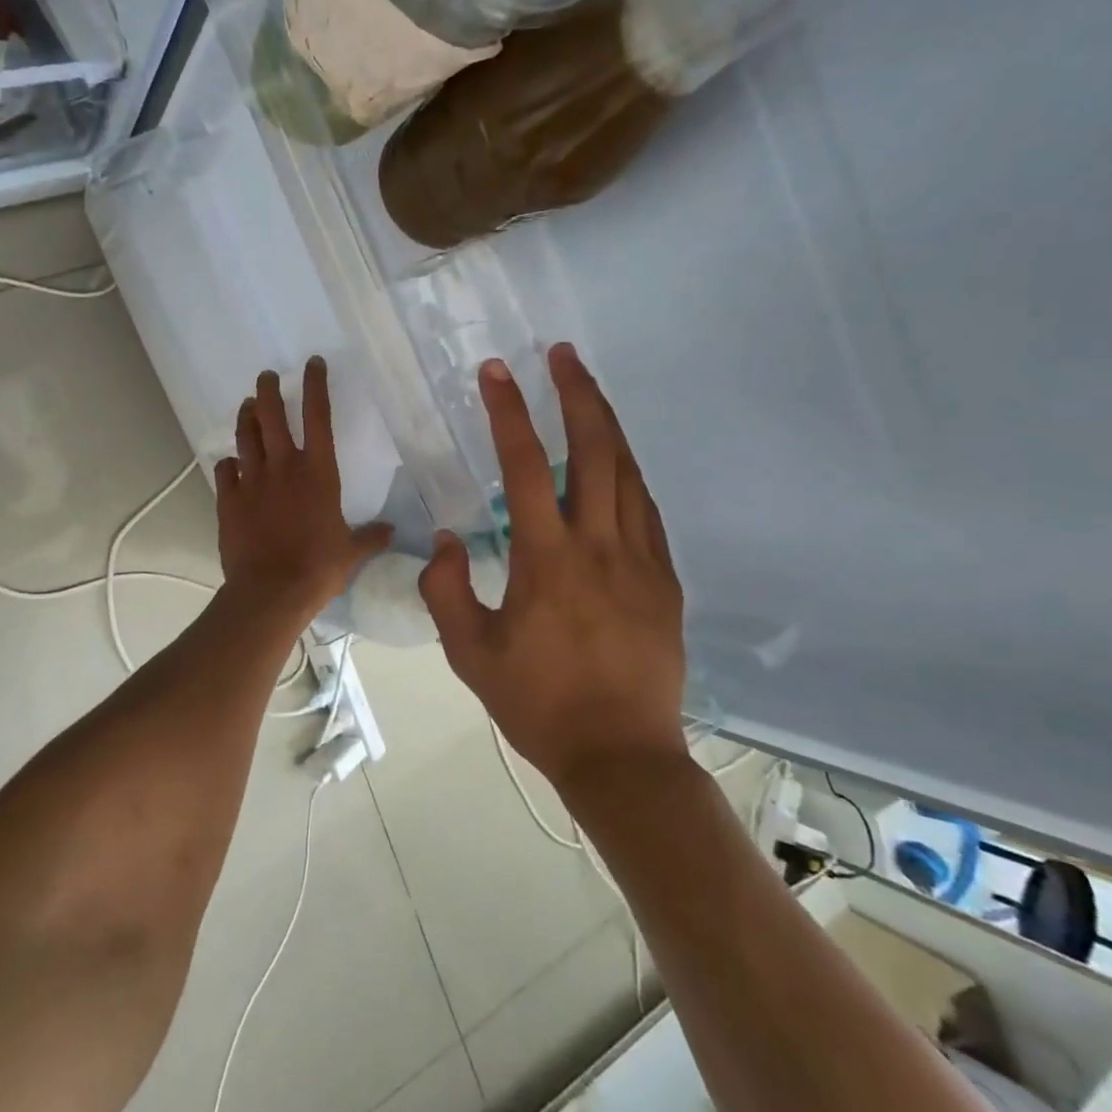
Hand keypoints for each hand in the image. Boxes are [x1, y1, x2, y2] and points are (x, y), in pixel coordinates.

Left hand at [215, 358, 393, 618]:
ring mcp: (252, 481)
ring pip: (245, 435)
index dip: (316, 386)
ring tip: (248, 405)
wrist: (271, 591)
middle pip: (271, 414)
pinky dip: (229, 463)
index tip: (312, 363)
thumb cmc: (318, 568)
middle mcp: (283, 467)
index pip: (318, 416)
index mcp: (318, 472)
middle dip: (269, 389)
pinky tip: (231, 463)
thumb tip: (391, 531)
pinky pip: (225, 471)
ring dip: (246, 416)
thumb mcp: (351, 552)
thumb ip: (370, 537)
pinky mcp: (228, 500)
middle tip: (267, 376)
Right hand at [419, 344, 687, 782]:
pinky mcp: (664, 580)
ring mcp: (641, 560)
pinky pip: (647, 511)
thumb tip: (451, 537)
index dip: (509, 412)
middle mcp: (599, 546)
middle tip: (562, 354)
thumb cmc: (538, 705)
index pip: (526, 466)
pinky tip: (618, 462)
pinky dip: (630, 473)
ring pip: (628, 473)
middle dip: (577, 394)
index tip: (496, 372)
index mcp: (548, 559)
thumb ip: (447, 589)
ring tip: (589, 389)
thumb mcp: (469, 653)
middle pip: (594, 450)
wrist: (621, 756)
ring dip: (607, 424)